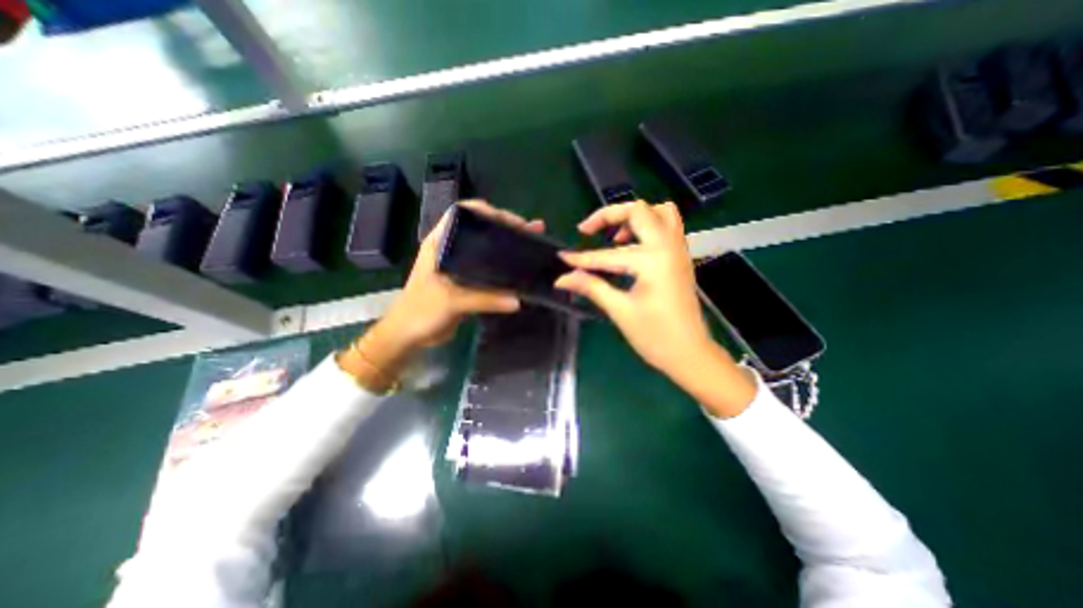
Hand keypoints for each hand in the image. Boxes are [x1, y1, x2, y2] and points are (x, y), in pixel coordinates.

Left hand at [344, 200, 546, 388]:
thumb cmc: (421, 311)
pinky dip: (505, 267)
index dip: (488, 212)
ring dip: (508, 245)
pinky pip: (489, 269)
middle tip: (532, 232)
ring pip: (487, 248)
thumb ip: (484, 300)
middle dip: (506, 227)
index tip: (512, 222)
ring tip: (533, 244)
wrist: (409, 335)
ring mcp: (460, 265)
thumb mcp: (451, 302)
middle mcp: (451, 248)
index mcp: (441, 243)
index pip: (463, 213)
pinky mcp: (467, 281)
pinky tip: (521, 270)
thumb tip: (518, 300)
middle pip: (481, 229)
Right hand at [558, 199, 754, 416]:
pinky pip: (667, 226)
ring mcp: (678, 250)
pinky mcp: (681, 258)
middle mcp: (668, 246)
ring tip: (614, 237)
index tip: (562, 258)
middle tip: (587, 230)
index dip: (582, 258)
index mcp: (652, 260)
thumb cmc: (656, 336)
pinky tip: (631, 246)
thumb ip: (591, 287)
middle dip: (609, 215)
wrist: (690, 354)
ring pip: (660, 212)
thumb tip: (562, 279)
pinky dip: (647, 226)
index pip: (608, 254)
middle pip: (639, 210)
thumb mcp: (620, 311)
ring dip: (633, 217)